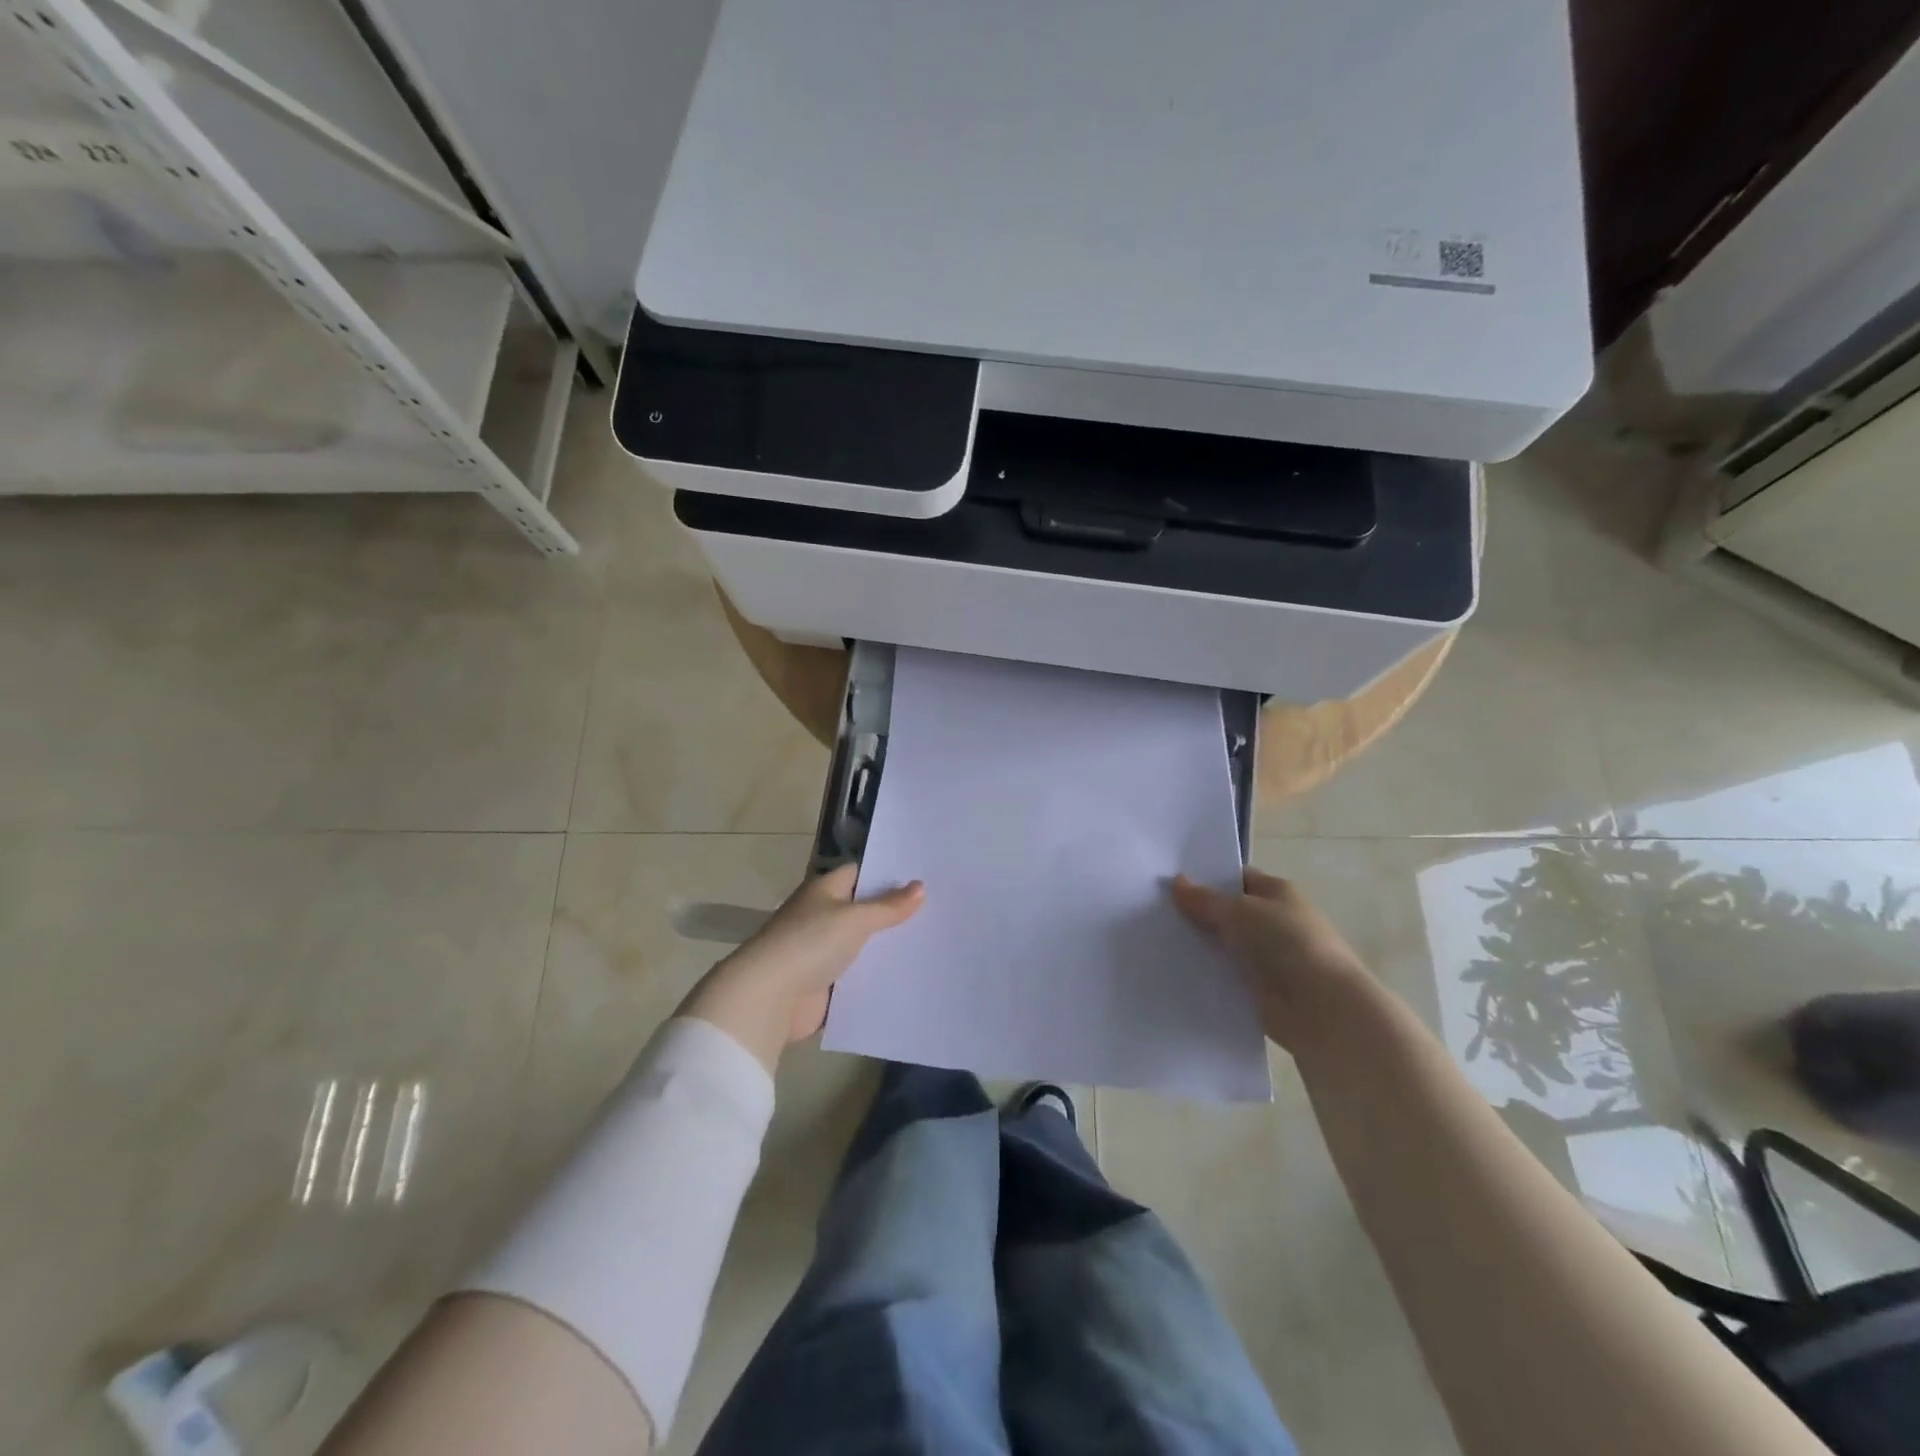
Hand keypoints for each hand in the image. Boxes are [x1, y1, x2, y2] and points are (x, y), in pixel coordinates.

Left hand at [678, 864, 924, 1073]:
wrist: (769, 998)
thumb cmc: (810, 943)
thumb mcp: (855, 919)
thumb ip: (888, 906)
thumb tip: (920, 886)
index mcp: (824, 891)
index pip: (860, 873)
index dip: (888, 874)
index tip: (923, 877)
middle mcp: (822, 916)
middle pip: (864, 910)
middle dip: (894, 913)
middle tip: (938, 911)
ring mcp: (822, 952)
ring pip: (863, 945)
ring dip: (887, 948)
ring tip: (932, 943)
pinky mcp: (825, 984)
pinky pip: (857, 976)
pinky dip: (876, 977)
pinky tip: (909, 976)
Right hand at [1172, 868, 1374, 1051]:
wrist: (1320, 1007)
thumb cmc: (1285, 943)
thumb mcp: (1239, 911)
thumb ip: (1205, 899)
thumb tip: (1177, 882)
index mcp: (1276, 893)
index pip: (1237, 878)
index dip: (1206, 878)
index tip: (1169, 881)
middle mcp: (1273, 921)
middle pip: (1228, 913)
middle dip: (1197, 913)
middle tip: (1155, 911)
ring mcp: (1267, 957)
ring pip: (1223, 945)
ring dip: (1199, 946)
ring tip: (1155, 940)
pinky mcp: (1259, 989)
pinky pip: (1225, 975)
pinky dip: (1206, 974)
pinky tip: (1175, 971)